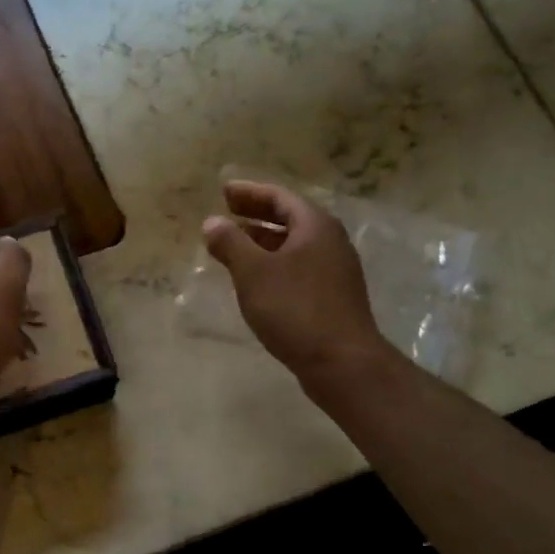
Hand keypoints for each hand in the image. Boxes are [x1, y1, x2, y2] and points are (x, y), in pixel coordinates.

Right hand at [202, 180, 386, 385]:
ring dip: (263, 242)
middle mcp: (330, 242)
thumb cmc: (295, 309)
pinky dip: (273, 265)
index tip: (224, 191)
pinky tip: (255, 280)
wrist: (342, 362)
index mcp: (315, 227)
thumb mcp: (254, 272)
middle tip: (226, 213)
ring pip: (293, 246)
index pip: (280, 197)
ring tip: (233, 246)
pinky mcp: (332, 297)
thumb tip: (212, 222)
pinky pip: (298, 268)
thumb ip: (231, 243)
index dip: (250, 192)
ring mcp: (334, 272)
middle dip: (256, 216)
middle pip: (290, 219)